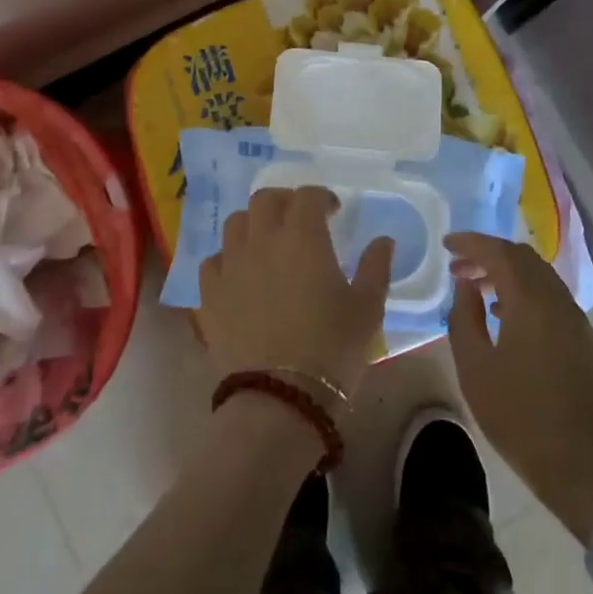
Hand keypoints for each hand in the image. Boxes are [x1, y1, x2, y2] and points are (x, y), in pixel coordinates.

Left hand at [199, 187, 392, 406]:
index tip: (334, 212)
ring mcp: (231, 265)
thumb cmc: (332, 349)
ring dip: (254, 225)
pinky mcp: (209, 294)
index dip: (321, 197)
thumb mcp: (367, 309)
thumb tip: (383, 241)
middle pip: (265, 199)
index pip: (307, 196)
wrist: (280, 398)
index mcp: (303, 237)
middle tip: (299, 220)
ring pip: (235, 224)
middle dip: (284, 202)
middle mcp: (262, 240)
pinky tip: (240, 275)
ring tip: (268, 244)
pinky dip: (228, 259)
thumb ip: (375, 267)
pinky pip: (213, 261)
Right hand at [447, 231, 592, 543]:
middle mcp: (557, 299)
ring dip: (508, 273)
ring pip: (539, 275)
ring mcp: (575, 318)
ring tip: (477, 289)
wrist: (585, 465)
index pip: (498, 252)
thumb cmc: (520, 416)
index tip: (446, 244)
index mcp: (530, 300)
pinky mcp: (583, 338)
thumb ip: (464, 318)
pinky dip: (525, 291)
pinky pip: (550, 295)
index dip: (470, 242)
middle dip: (488, 255)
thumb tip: (466, 286)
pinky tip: (506, 315)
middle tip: (458, 268)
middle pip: (522, 257)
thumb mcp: (475, 368)